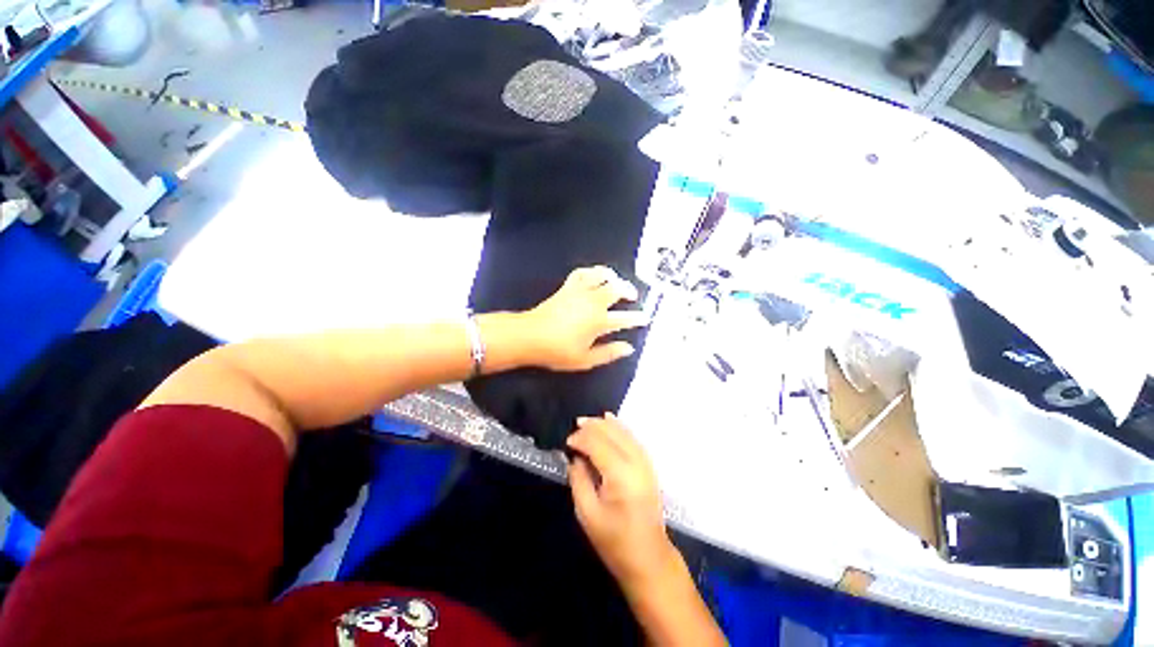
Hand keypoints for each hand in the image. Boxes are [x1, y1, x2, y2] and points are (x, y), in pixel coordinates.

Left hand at [520, 266, 648, 371]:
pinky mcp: (567, 287)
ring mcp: (580, 291)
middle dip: (629, 290)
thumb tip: (628, 348)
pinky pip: (581, 272)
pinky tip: (594, 276)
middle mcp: (593, 302)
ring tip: (616, 281)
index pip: (625, 319)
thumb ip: (609, 353)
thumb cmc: (557, 351)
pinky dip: (591, 271)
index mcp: (599, 321)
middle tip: (633, 296)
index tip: (645, 318)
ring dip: (612, 276)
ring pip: (601, 275)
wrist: (530, 336)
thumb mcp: (585, 360)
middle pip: (617, 289)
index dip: (637, 318)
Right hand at [567, 413, 675, 587]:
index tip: (567, 443)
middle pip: (612, 434)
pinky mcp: (648, 466)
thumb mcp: (588, 514)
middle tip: (575, 426)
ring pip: (623, 432)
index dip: (581, 439)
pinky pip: (632, 438)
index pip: (597, 445)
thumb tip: (575, 458)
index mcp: (620, 475)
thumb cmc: (615, 542)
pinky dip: (620, 428)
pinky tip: (611, 420)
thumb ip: (579, 480)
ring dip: (605, 424)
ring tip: (587, 421)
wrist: (649, 559)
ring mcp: (645, 463)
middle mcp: (635, 463)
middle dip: (592, 427)